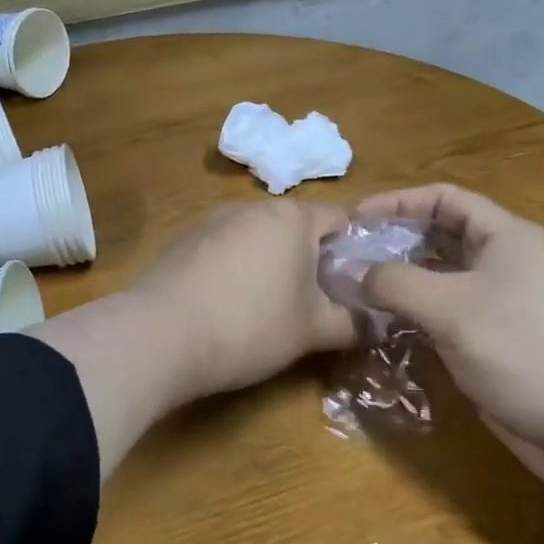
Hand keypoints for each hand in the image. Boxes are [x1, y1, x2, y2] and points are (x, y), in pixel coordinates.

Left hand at [131, 200, 355, 401]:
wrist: (161, 336)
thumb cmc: (251, 325)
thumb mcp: (312, 331)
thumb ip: (354, 323)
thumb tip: (383, 323)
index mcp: (291, 217)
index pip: (339, 217)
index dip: (354, 249)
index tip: (356, 284)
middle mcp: (250, 208)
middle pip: (295, 226)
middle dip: (310, 259)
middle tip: (317, 302)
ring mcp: (210, 222)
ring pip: (256, 238)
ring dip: (270, 264)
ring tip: (269, 308)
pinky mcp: (180, 243)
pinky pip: (223, 251)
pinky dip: (234, 270)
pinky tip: (225, 307)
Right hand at [358, 186, 543, 489]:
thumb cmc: (526, 351)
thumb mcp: (451, 308)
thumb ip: (396, 283)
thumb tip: (354, 272)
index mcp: (506, 237)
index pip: (445, 199)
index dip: (398, 202)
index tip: (354, 219)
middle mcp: (506, 263)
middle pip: (441, 237)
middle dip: (395, 243)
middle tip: (349, 258)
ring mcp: (505, 305)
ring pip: (443, 280)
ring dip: (403, 283)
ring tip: (357, 292)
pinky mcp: (499, 343)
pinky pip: (450, 316)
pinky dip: (418, 316)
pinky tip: (387, 328)